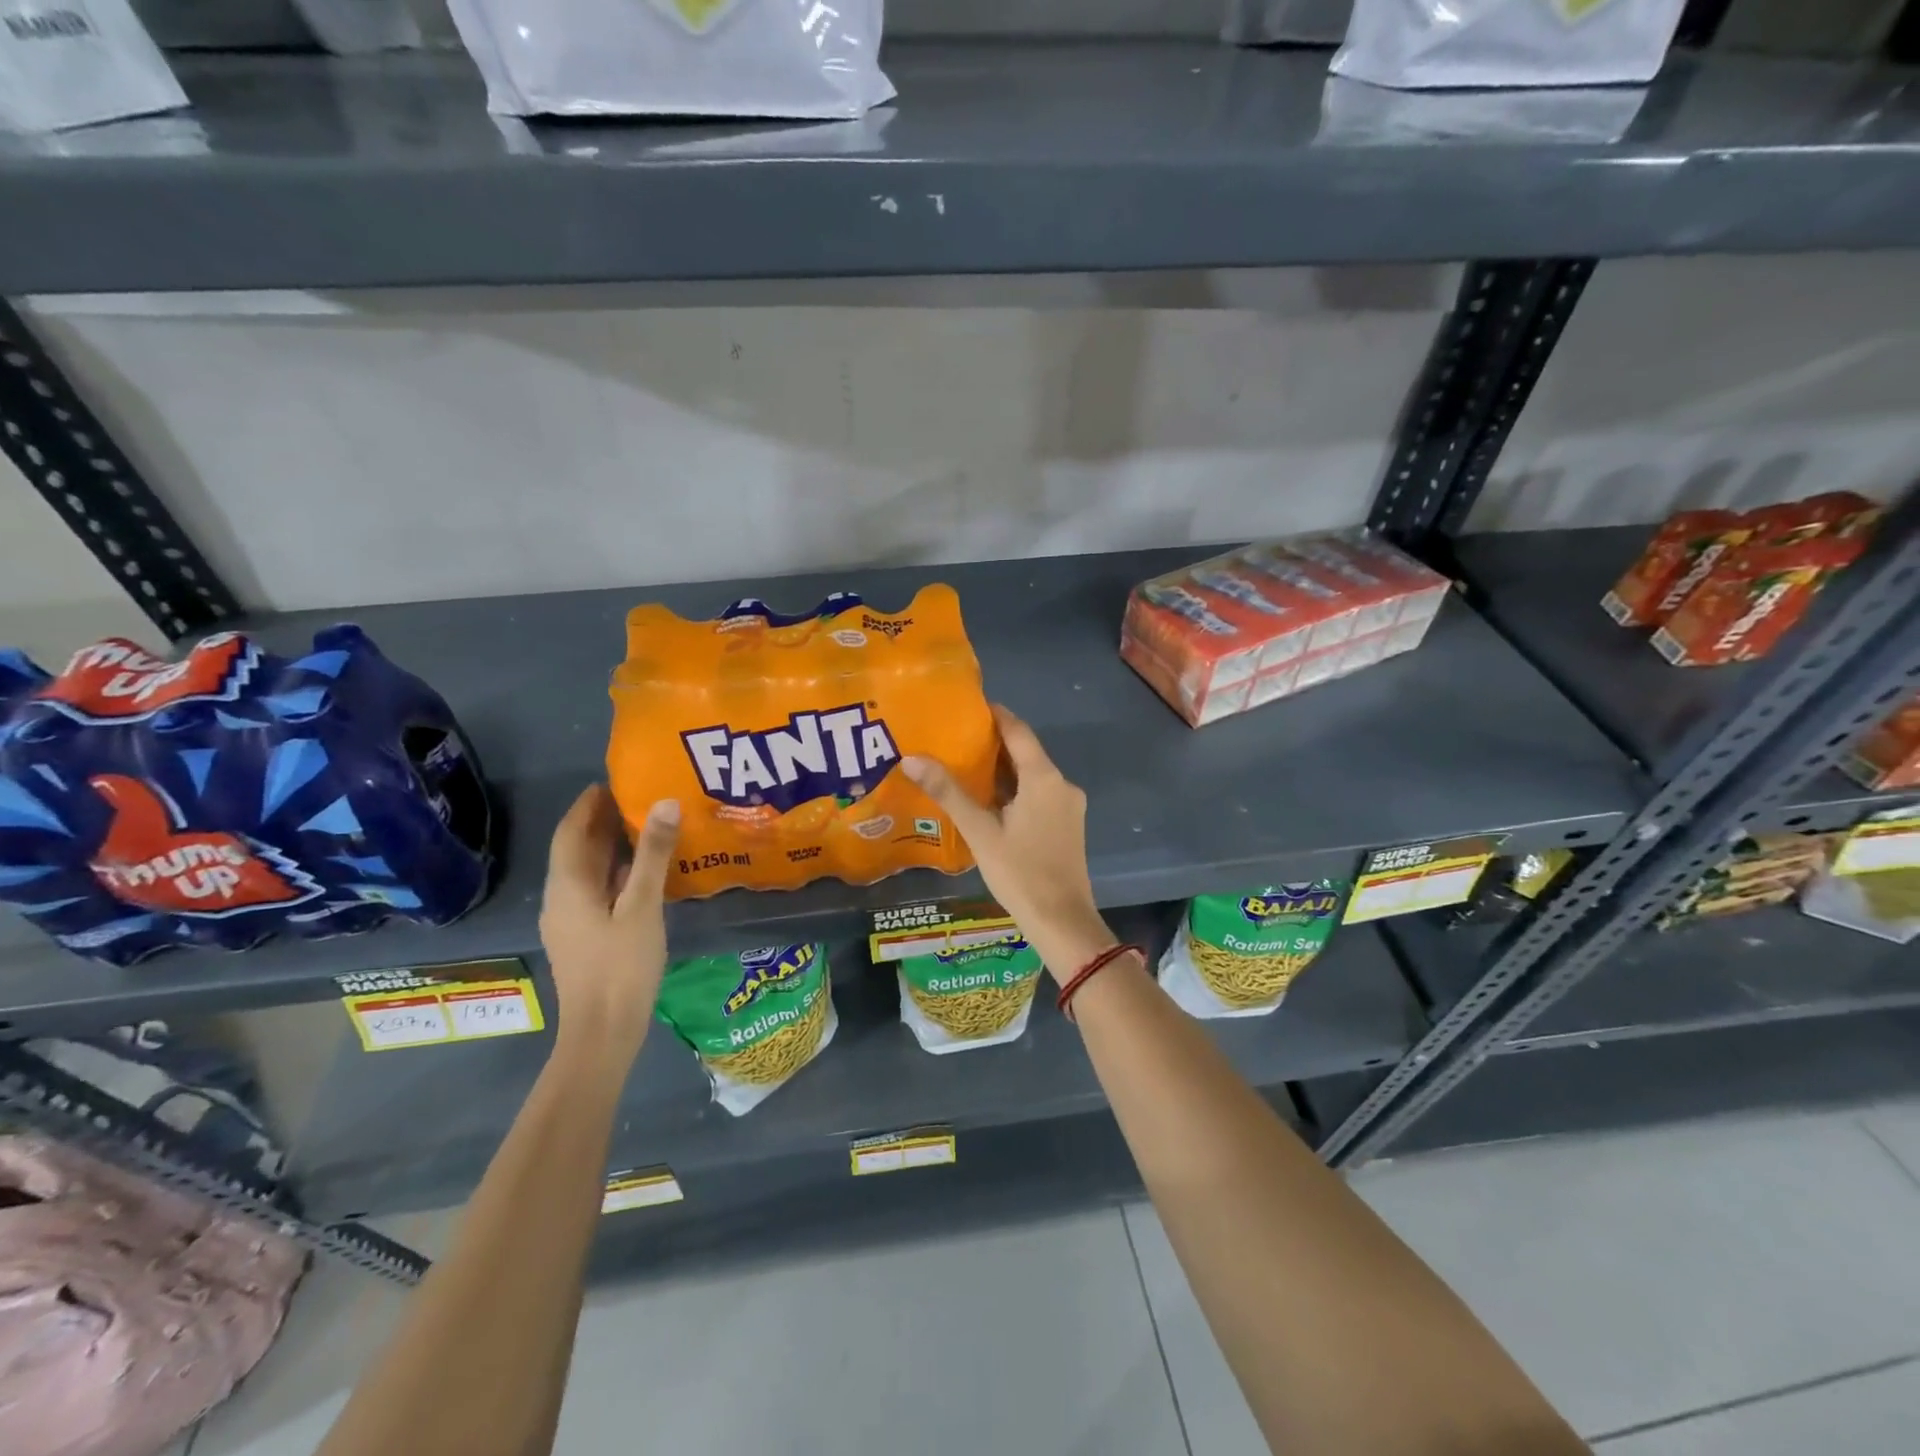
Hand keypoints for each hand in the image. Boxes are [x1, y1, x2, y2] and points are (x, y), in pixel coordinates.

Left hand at [538, 784, 679, 1067]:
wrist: (603, 1031)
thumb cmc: (621, 966)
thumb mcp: (643, 906)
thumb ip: (653, 854)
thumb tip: (664, 802)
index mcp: (568, 886)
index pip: (571, 831)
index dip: (588, 804)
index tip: (615, 781)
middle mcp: (562, 898)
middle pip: (578, 850)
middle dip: (602, 821)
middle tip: (640, 797)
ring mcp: (572, 920)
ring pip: (589, 872)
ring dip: (612, 847)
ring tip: (648, 826)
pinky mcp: (586, 937)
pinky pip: (598, 891)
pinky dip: (618, 872)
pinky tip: (645, 873)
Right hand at [903, 705, 1116, 983]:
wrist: (1063, 922)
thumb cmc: (1020, 873)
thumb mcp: (980, 832)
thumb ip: (948, 792)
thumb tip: (911, 758)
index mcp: (1044, 778)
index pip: (1017, 730)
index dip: (994, 715)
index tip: (965, 707)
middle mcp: (1061, 784)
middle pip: (1025, 752)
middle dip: (992, 744)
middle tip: (953, 738)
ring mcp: (1068, 806)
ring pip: (1032, 776)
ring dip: (1002, 769)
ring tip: (963, 766)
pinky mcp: (1067, 825)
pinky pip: (1038, 794)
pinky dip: (1014, 790)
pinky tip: (988, 800)